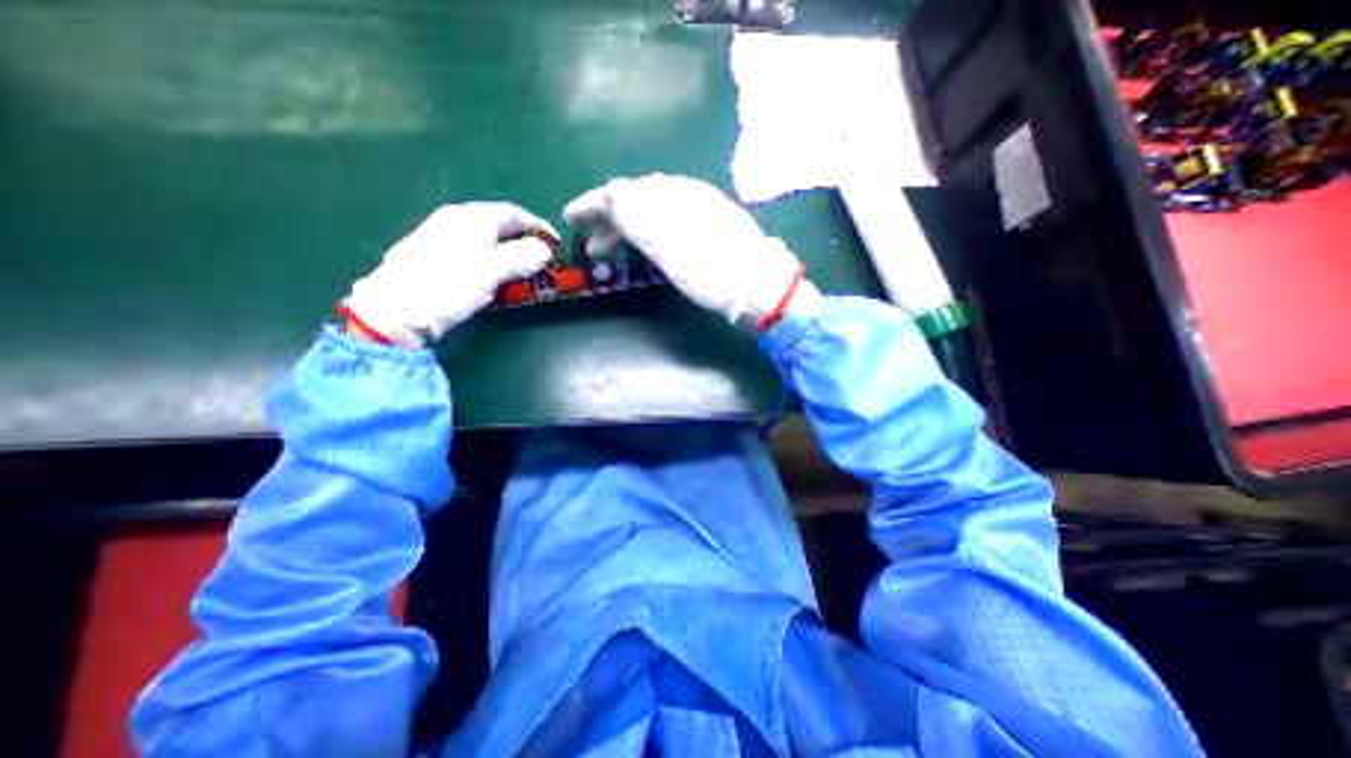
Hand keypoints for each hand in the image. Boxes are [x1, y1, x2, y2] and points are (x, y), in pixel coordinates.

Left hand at [341, 200, 557, 344]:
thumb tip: (545, 250)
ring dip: (510, 252)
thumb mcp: (489, 272)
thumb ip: (520, 258)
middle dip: (525, 241)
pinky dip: (493, 260)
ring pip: (487, 239)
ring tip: (524, 271)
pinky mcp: (436, 255)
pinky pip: (474, 250)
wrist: (396, 311)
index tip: (555, 244)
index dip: (538, 227)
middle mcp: (456, 220)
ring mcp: (443, 236)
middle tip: (542, 261)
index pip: (513, 213)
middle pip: (500, 224)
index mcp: (470, 218)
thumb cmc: (446, 288)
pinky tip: (496, 276)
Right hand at [565, 176, 804, 325]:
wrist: (762, 285)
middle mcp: (684, 195)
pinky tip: (644, 245)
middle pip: (635, 201)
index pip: (623, 194)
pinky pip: (666, 221)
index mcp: (673, 198)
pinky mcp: (707, 224)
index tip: (569, 217)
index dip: (593, 205)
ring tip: (611, 251)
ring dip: (625, 229)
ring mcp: (698, 209)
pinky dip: (647, 233)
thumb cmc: (715, 273)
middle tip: (589, 246)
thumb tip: (610, 191)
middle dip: (607, 221)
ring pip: (650, 211)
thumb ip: (641, 220)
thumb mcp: (674, 251)